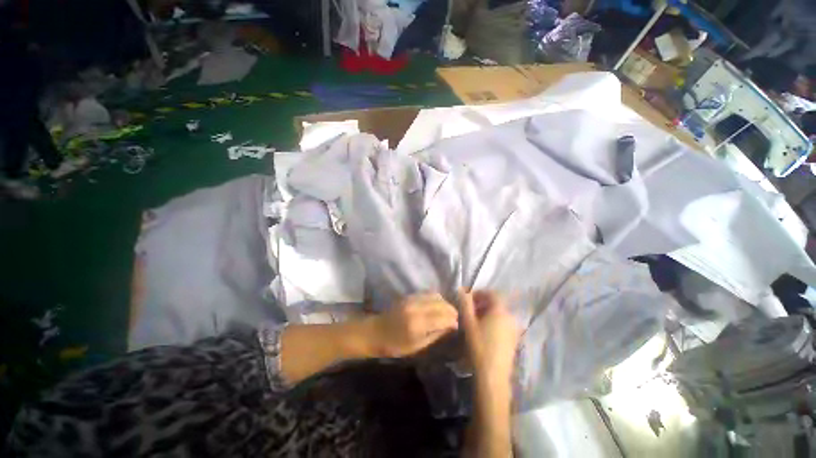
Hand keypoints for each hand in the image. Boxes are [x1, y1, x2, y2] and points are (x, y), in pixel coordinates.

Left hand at [367, 293, 458, 357]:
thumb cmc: (395, 345)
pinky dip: (436, 298)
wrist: (376, 331)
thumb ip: (436, 334)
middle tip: (456, 318)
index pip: (442, 317)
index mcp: (417, 324)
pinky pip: (428, 293)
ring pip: (435, 296)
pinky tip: (438, 306)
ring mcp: (412, 299)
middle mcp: (416, 308)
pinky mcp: (409, 295)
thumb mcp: (417, 346)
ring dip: (444, 303)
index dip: (452, 320)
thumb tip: (452, 326)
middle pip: (440, 304)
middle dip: (451, 310)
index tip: (458, 325)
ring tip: (448, 312)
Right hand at [459, 289, 519, 387]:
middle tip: (470, 310)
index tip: (468, 299)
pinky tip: (484, 332)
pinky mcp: (514, 339)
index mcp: (500, 311)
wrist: (493, 375)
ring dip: (488, 313)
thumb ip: (465, 303)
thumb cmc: (478, 345)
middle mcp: (510, 317)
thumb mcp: (468, 322)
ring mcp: (514, 329)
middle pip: (496, 303)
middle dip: (482, 303)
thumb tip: (462, 290)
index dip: (480, 293)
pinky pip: (504, 323)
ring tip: (475, 321)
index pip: (492, 293)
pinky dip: (494, 322)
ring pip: (500, 314)